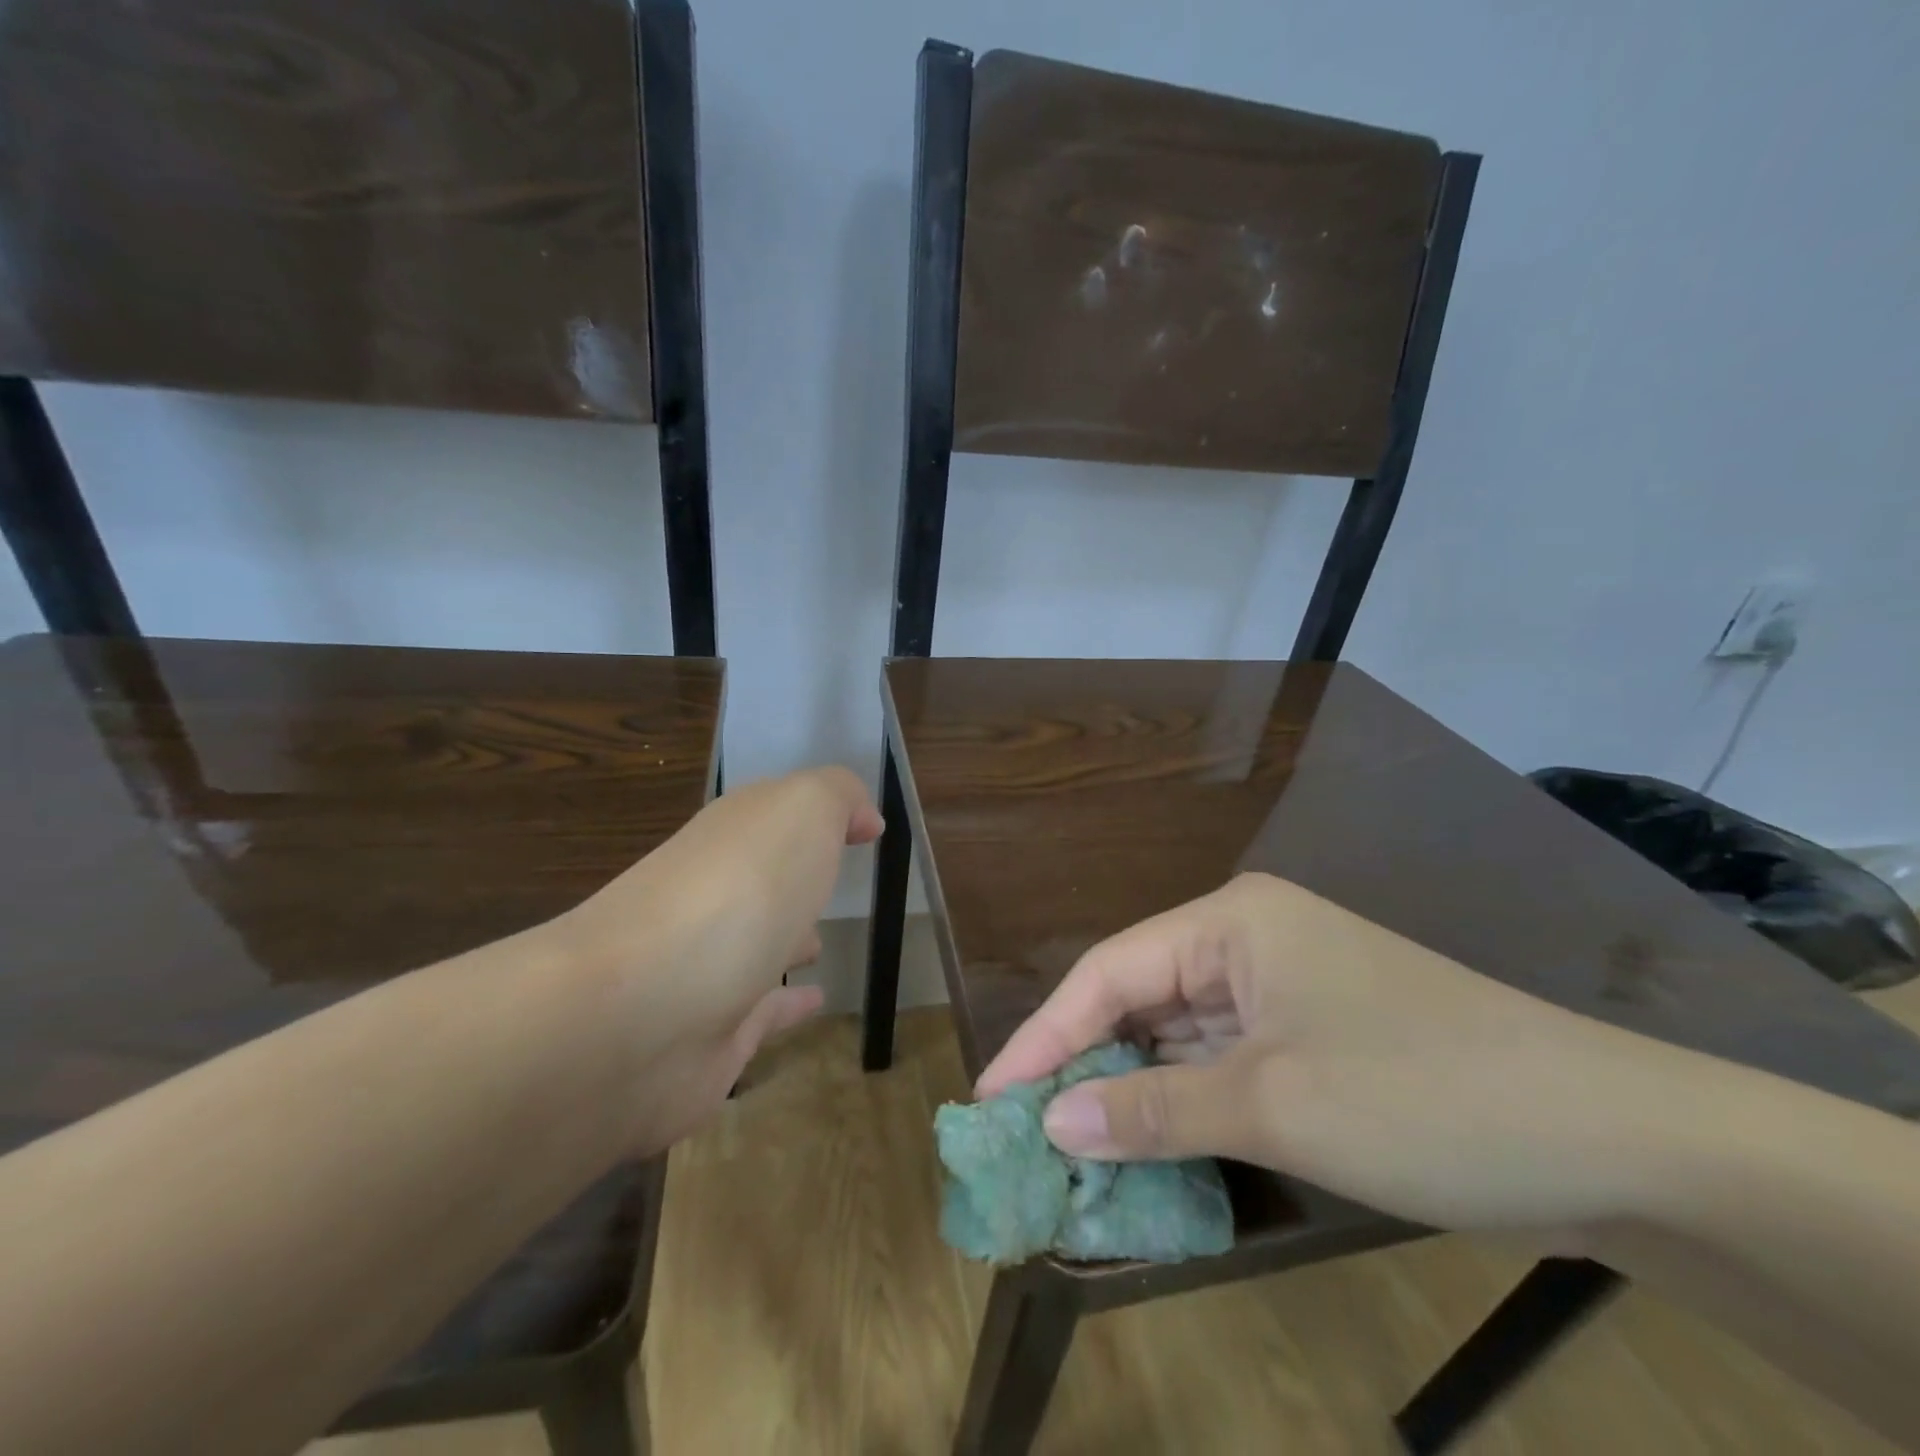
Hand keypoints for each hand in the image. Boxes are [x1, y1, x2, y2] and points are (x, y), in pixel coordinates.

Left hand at [549, 766, 881, 1154]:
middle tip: (833, 886)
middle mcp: (712, 896)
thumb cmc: (734, 893)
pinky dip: (788, 1005)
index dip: (817, 815)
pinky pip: (761, 1013)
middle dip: (793, 880)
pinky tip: (816, 1001)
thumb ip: (836, 797)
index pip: (772, 816)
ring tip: (821, 943)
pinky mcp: (711, 1038)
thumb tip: (864, 818)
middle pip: (758, 880)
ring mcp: (707, 969)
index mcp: (730, 839)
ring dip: (784, 939)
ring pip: (754, 945)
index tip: (866, 827)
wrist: (635, 1014)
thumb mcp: (800, 811)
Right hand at [978, 873, 1710, 1231]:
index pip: (1110, 972)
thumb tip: (1054, 1121)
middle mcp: (1246, 939)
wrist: (1612, 1137)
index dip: (1045, 1035)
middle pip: (1140, 998)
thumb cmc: (1420, 1094)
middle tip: (1026, 1127)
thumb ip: (1153, 1111)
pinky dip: (1185, 1101)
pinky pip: (1221, 1059)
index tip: (992, 1095)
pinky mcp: (1310, 1034)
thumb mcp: (1273, 1106)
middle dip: (1085, 1061)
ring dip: (1133, 1087)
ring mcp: (1281, 987)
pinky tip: (1150, 1142)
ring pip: (1179, 1032)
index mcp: (1229, 922)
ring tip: (1071, 1142)